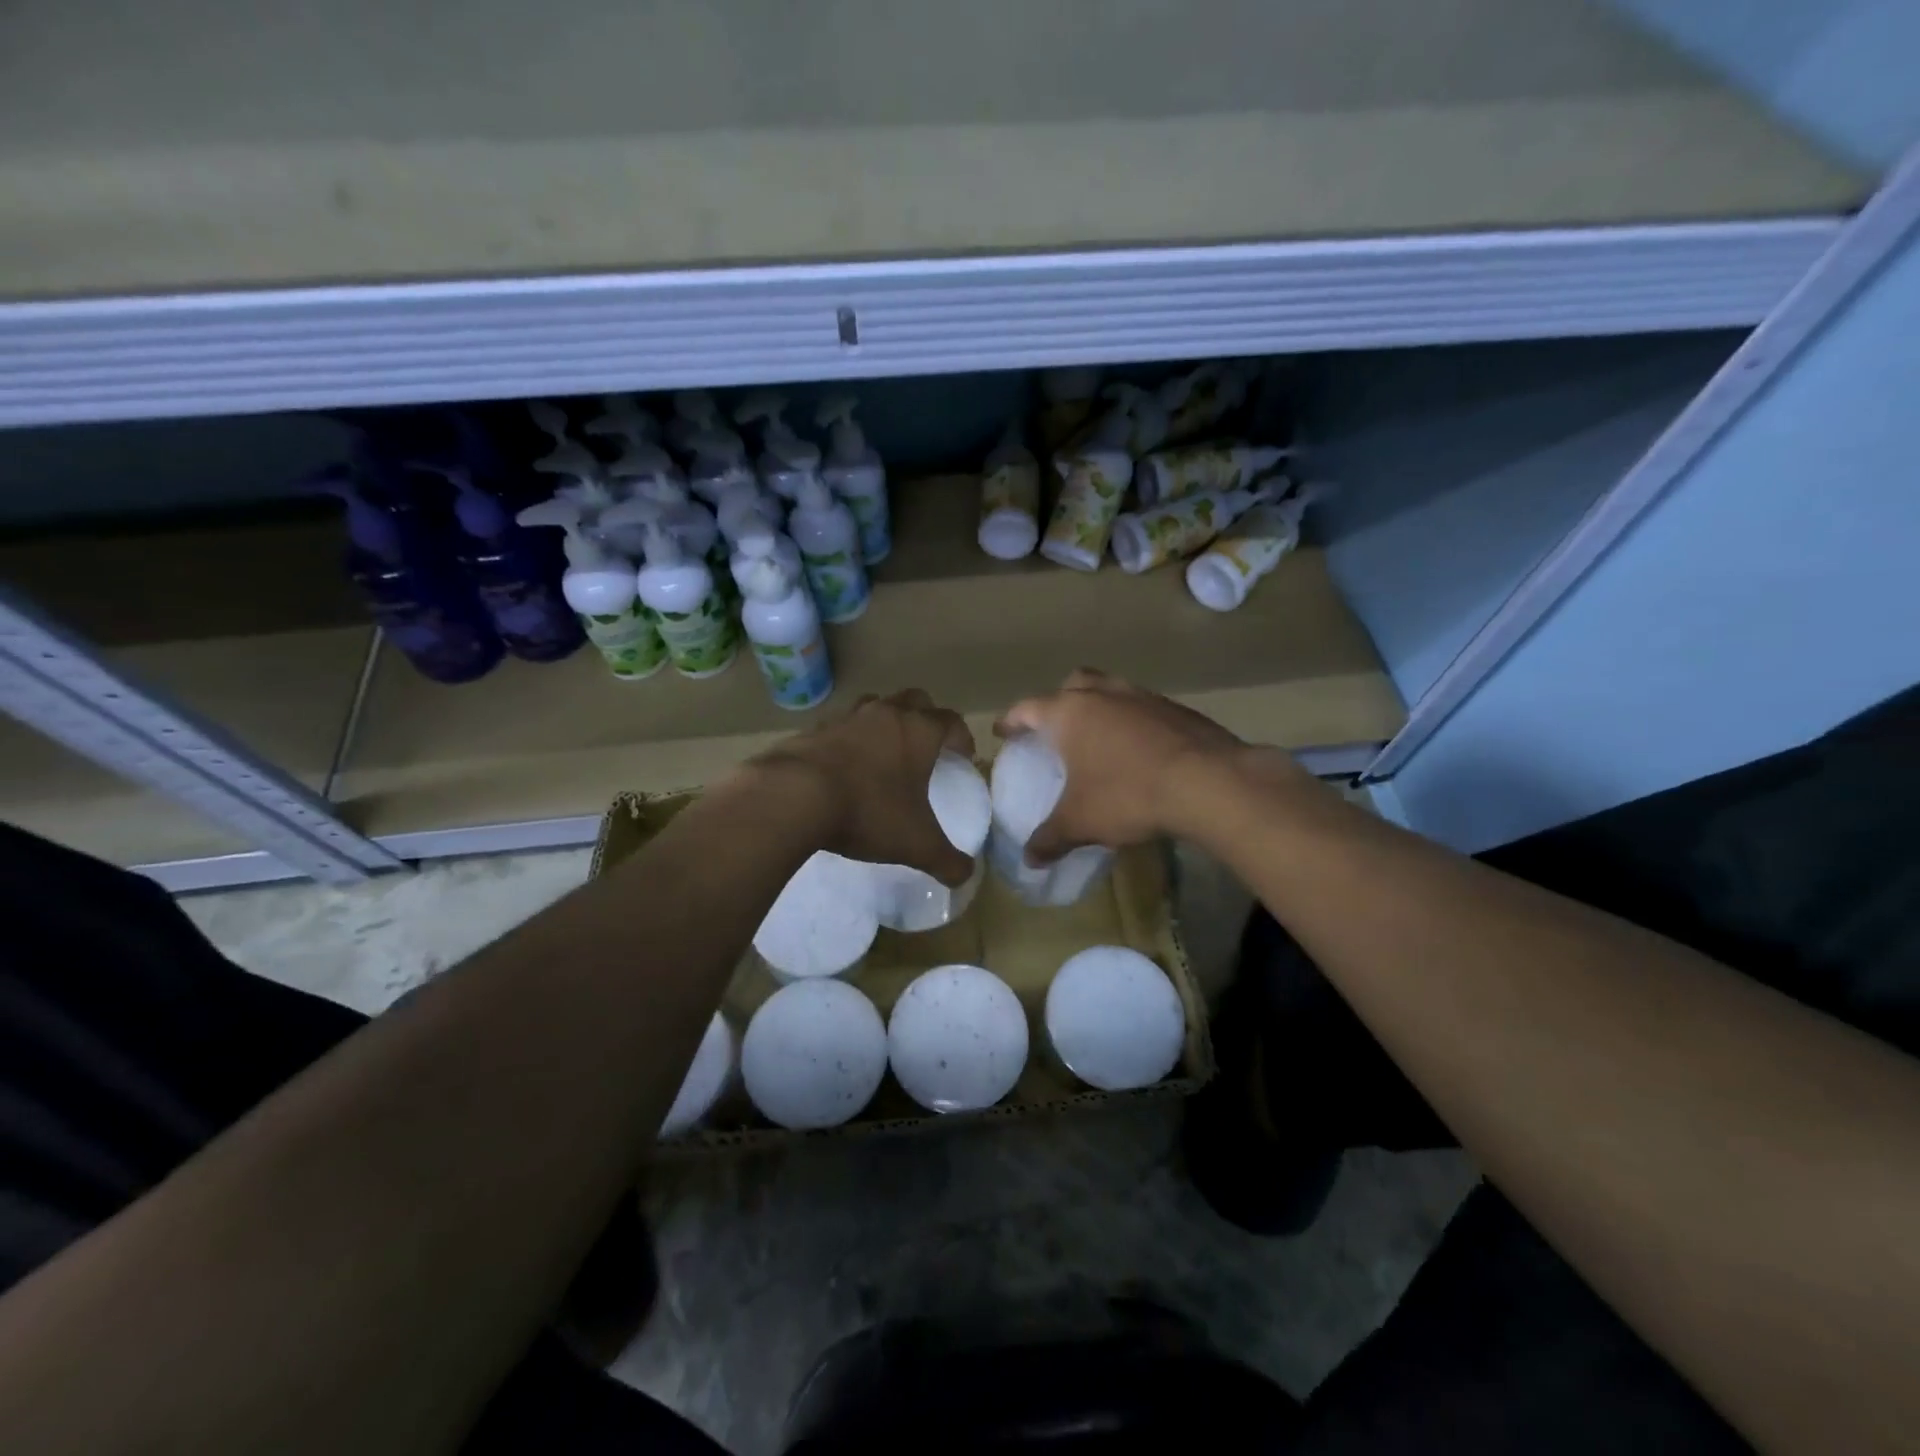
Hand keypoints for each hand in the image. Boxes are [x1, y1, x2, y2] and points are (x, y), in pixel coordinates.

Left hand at [751, 689, 976, 884]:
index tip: (964, 757)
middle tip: (926, 747)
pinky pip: (839, 727)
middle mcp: (885, 714)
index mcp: (918, 731)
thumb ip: (946, 860)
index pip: (951, 720)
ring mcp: (846, 718)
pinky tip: (843, 767)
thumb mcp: (916, 844)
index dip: (962, 737)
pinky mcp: (813, 729)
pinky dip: (848, 739)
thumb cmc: (868, 811)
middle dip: (926, 718)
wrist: (794, 796)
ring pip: (875, 706)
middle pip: (915, 700)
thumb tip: (966, 875)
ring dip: (885, 722)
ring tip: (884, 752)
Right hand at [997, 669, 1294, 861]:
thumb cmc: (1128, 794)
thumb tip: (1029, 859)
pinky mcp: (1175, 709)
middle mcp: (1103, 694)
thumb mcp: (1081, 822)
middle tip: (1054, 728)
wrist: (1207, 782)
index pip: (1028, 708)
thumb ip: (1050, 838)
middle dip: (1058, 702)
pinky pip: (1142, 708)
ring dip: (1099, 708)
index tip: (1003, 732)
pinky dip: (1132, 722)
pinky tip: (1139, 750)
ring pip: (1111, 690)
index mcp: (1070, 713)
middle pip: (1072, 684)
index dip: (1012, 720)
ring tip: (1098, 738)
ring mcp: (1143, 697)